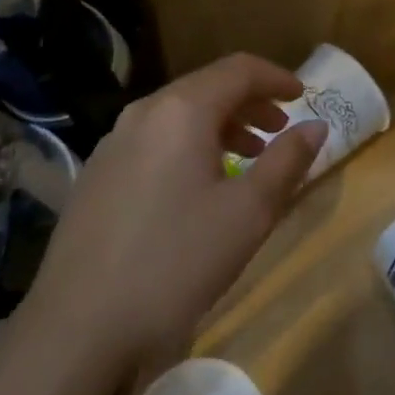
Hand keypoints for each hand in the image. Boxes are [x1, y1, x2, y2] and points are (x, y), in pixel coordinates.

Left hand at [24, 53, 327, 371]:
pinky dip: (188, 145)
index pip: (238, 70)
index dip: (276, 77)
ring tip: (247, 157)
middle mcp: (143, 112)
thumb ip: (287, 162)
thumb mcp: (248, 214)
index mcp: (181, 111)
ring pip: (178, 115)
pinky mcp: (97, 173)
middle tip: (280, 129)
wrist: (78, 324)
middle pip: (206, 87)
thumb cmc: (176, 262)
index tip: (304, 96)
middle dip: (249, 102)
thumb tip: (315, 126)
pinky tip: (197, 186)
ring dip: (220, 125)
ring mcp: (113, 142)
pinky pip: (153, 140)